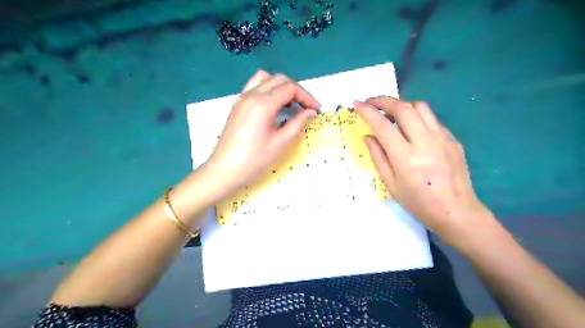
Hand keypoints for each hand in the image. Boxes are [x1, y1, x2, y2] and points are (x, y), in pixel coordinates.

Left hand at [204, 69, 319, 196]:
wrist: (225, 170)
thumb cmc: (255, 159)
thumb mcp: (281, 142)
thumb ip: (298, 123)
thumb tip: (311, 111)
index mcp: (263, 103)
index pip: (290, 88)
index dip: (307, 97)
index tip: (316, 109)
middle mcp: (251, 95)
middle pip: (279, 80)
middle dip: (296, 90)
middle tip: (306, 107)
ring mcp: (242, 98)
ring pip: (265, 79)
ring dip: (281, 87)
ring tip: (290, 104)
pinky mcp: (238, 105)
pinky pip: (255, 87)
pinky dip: (268, 90)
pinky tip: (274, 107)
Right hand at [355, 99, 490, 247]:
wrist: (456, 211)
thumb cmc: (418, 202)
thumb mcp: (391, 184)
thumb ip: (377, 157)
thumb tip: (368, 136)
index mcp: (405, 157)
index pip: (382, 125)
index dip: (367, 111)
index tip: (357, 104)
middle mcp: (424, 142)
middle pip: (403, 108)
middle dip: (383, 100)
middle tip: (371, 102)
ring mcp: (442, 138)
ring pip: (420, 107)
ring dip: (401, 105)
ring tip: (391, 113)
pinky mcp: (452, 139)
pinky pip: (432, 119)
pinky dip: (417, 116)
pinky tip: (411, 128)